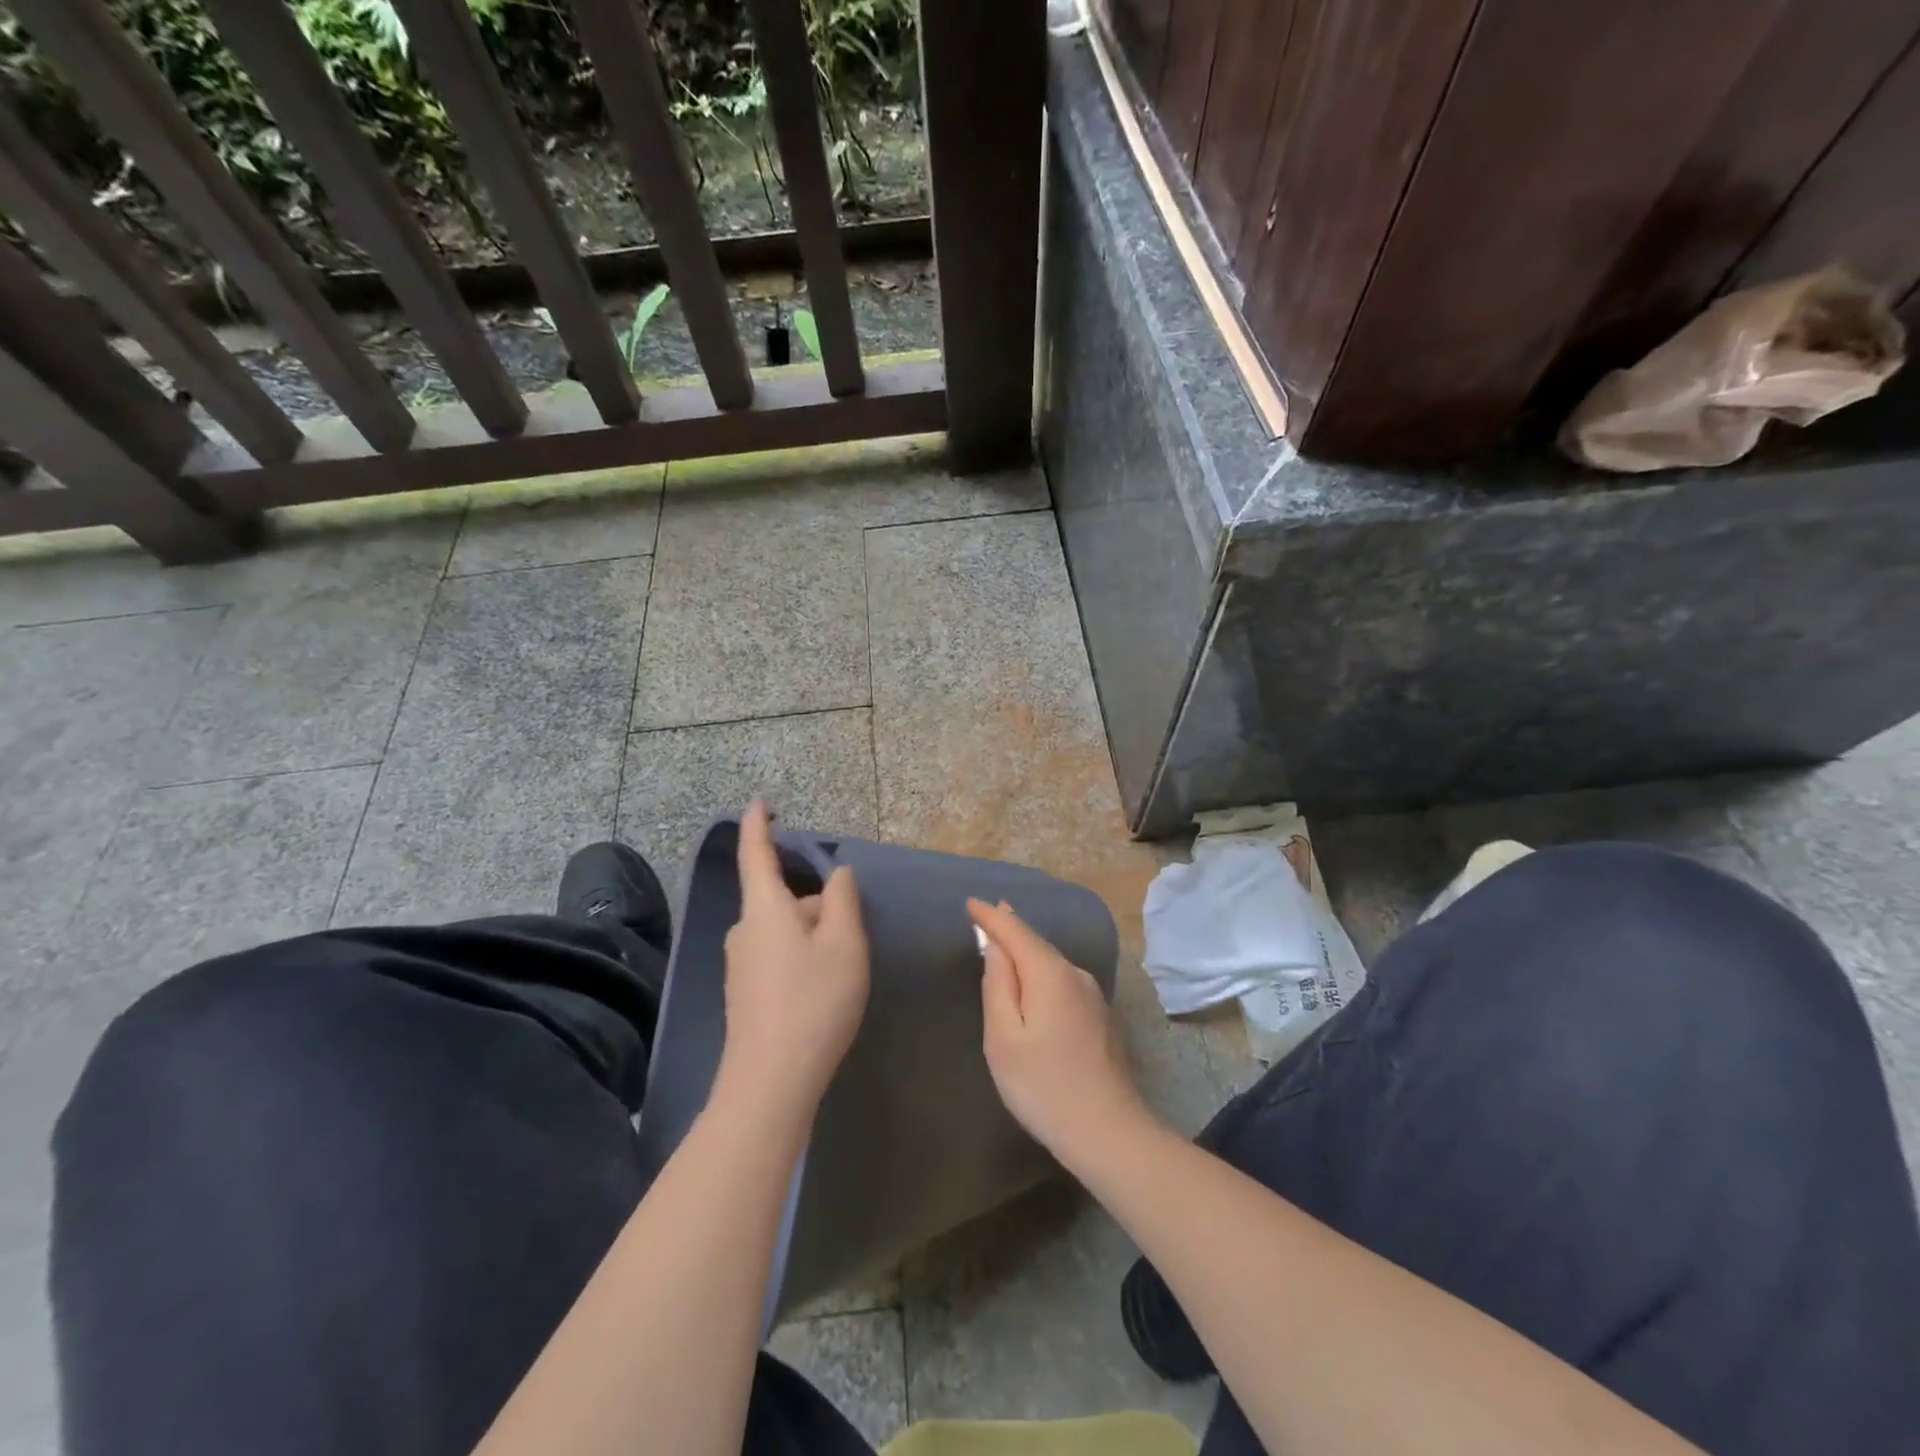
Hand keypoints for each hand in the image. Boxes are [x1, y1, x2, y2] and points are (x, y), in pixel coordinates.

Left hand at [715, 802, 869, 1124]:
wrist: (770, 1082)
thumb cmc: (813, 1001)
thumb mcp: (844, 944)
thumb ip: (843, 899)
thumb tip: (837, 873)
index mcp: (765, 909)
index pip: (756, 854)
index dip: (758, 825)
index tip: (759, 802)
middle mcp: (745, 930)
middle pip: (785, 899)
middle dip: (818, 906)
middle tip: (853, 935)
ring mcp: (740, 964)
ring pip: (785, 930)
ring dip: (814, 935)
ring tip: (844, 970)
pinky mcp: (744, 992)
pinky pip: (778, 955)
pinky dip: (803, 958)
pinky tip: (823, 991)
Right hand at [969, 898, 1152, 1163]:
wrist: (1109, 1132)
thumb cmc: (1043, 1087)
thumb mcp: (1004, 1038)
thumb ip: (998, 985)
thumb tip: (996, 948)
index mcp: (1050, 973)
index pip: (1015, 931)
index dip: (991, 917)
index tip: (971, 902)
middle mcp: (1075, 974)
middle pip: (1037, 943)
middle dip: (1010, 928)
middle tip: (987, 914)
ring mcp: (1093, 995)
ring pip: (1052, 962)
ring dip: (1027, 950)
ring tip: (1005, 940)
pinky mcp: (1100, 1017)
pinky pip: (1063, 980)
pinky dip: (1042, 970)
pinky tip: (1033, 980)